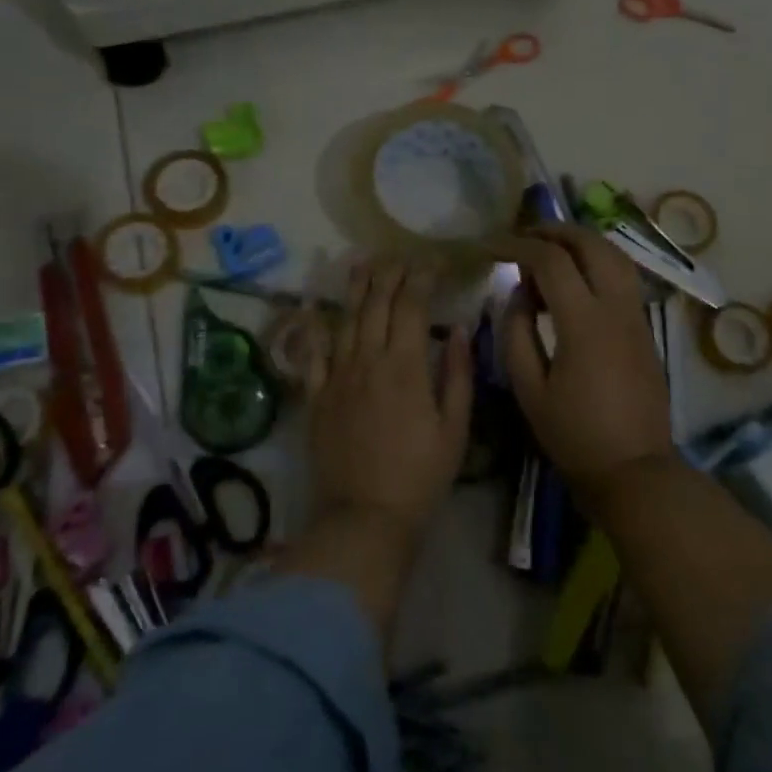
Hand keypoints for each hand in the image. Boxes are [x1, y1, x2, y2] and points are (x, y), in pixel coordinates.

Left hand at [304, 259, 473, 539]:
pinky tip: (314, 308)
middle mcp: (367, 361)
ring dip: (354, 288)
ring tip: (362, 262)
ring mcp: (336, 377)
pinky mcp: (315, 397)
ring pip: (344, 320)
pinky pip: (312, 354)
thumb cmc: (420, 475)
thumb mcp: (455, 428)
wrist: (365, 516)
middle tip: (399, 255)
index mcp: (405, 366)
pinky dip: (314, 328)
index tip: (432, 261)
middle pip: (376, 304)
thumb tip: (460, 329)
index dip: (421, 277)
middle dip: (389, 274)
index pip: (411, 306)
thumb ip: (458, 374)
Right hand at [498, 225, 674, 505]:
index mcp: (584, 323)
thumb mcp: (530, 390)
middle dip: (555, 231)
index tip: (492, 247)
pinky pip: (623, 276)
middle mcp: (616, 308)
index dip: (518, 246)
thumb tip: (517, 294)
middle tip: (523, 236)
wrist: (634, 469)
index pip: (551, 261)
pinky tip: (576, 277)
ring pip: (615, 255)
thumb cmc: (574, 435)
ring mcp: (637, 315)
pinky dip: (597, 261)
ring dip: (581, 241)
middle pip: (591, 244)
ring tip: (550, 248)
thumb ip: (516, 334)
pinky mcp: (645, 327)